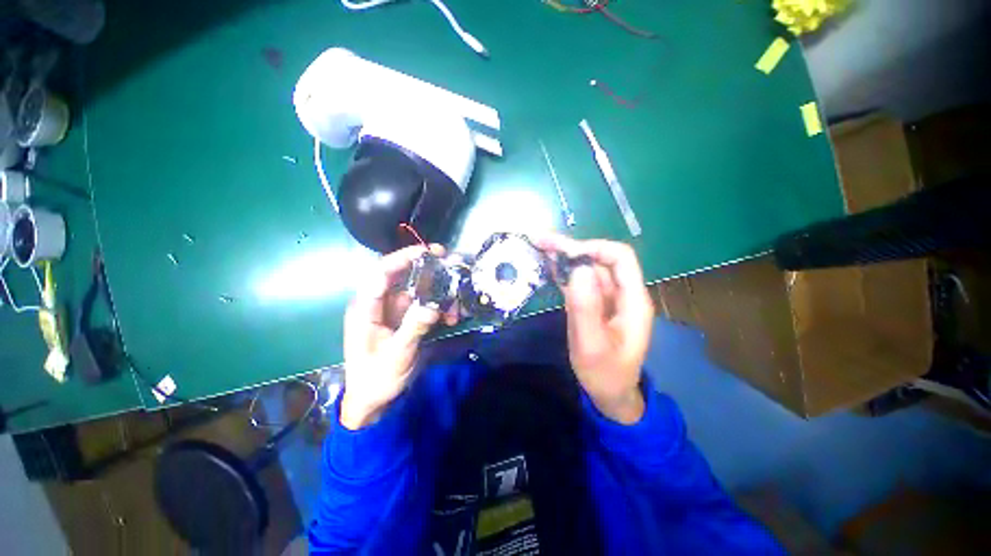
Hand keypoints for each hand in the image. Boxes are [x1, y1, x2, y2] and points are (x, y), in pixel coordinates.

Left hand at [340, 244, 454, 429]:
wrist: (374, 401)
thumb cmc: (377, 378)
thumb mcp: (397, 355)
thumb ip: (414, 328)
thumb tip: (433, 306)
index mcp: (367, 308)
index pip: (381, 273)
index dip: (403, 258)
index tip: (428, 252)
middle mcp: (381, 305)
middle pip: (404, 277)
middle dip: (428, 270)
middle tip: (450, 263)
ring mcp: (394, 312)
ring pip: (419, 292)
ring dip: (439, 294)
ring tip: (456, 307)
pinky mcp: (405, 320)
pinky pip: (424, 306)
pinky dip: (439, 308)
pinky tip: (452, 318)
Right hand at [536, 235, 653, 423]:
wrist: (609, 393)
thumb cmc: (604, 373)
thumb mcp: (591, 345)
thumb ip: (585, 307)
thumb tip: (577, 268)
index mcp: (633, 300)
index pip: (620, 258)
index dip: (592, 248)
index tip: (564, 254)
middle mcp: (623, 293)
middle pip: (600, 259)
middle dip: (572, 248)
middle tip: (541, 241)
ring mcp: (609, 298)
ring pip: (589, 267)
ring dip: (566, 256)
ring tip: (540, 247)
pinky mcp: (596, 304)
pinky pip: (582, 281)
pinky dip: (565, 271)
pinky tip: (549, 265)